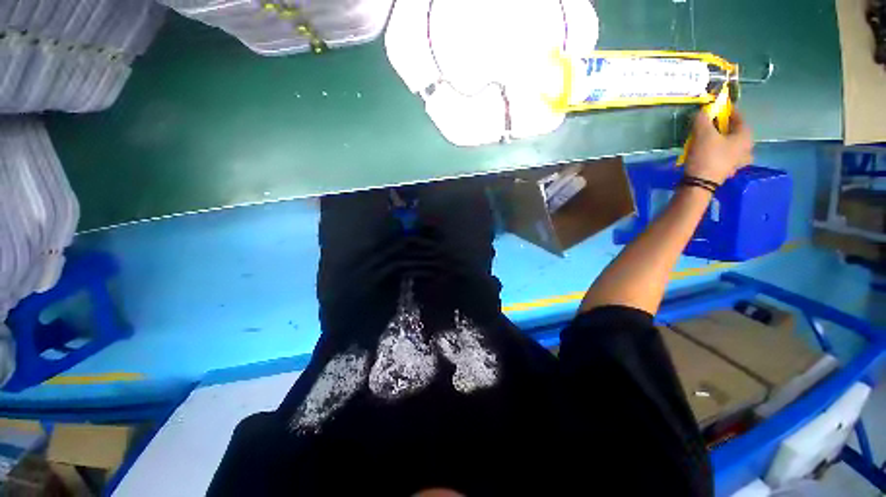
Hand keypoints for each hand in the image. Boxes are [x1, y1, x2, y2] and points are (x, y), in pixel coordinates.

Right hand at [685, 110, 753, 184]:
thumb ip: (702, 119)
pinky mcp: (728, 171)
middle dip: (724, 127)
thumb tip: (702, 111)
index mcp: (745, 136)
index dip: (727, 110)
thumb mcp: (702, 133)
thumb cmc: (706, 156)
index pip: (738, 117)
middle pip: (736, 132)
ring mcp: (739, 162)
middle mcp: (747, 148)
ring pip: (732, 145)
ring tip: (711, 141)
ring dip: (723, 141)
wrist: (699, 183)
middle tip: (712, 125)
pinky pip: (727, 157)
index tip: (717, 108)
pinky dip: (719, 153)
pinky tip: (711, 154)